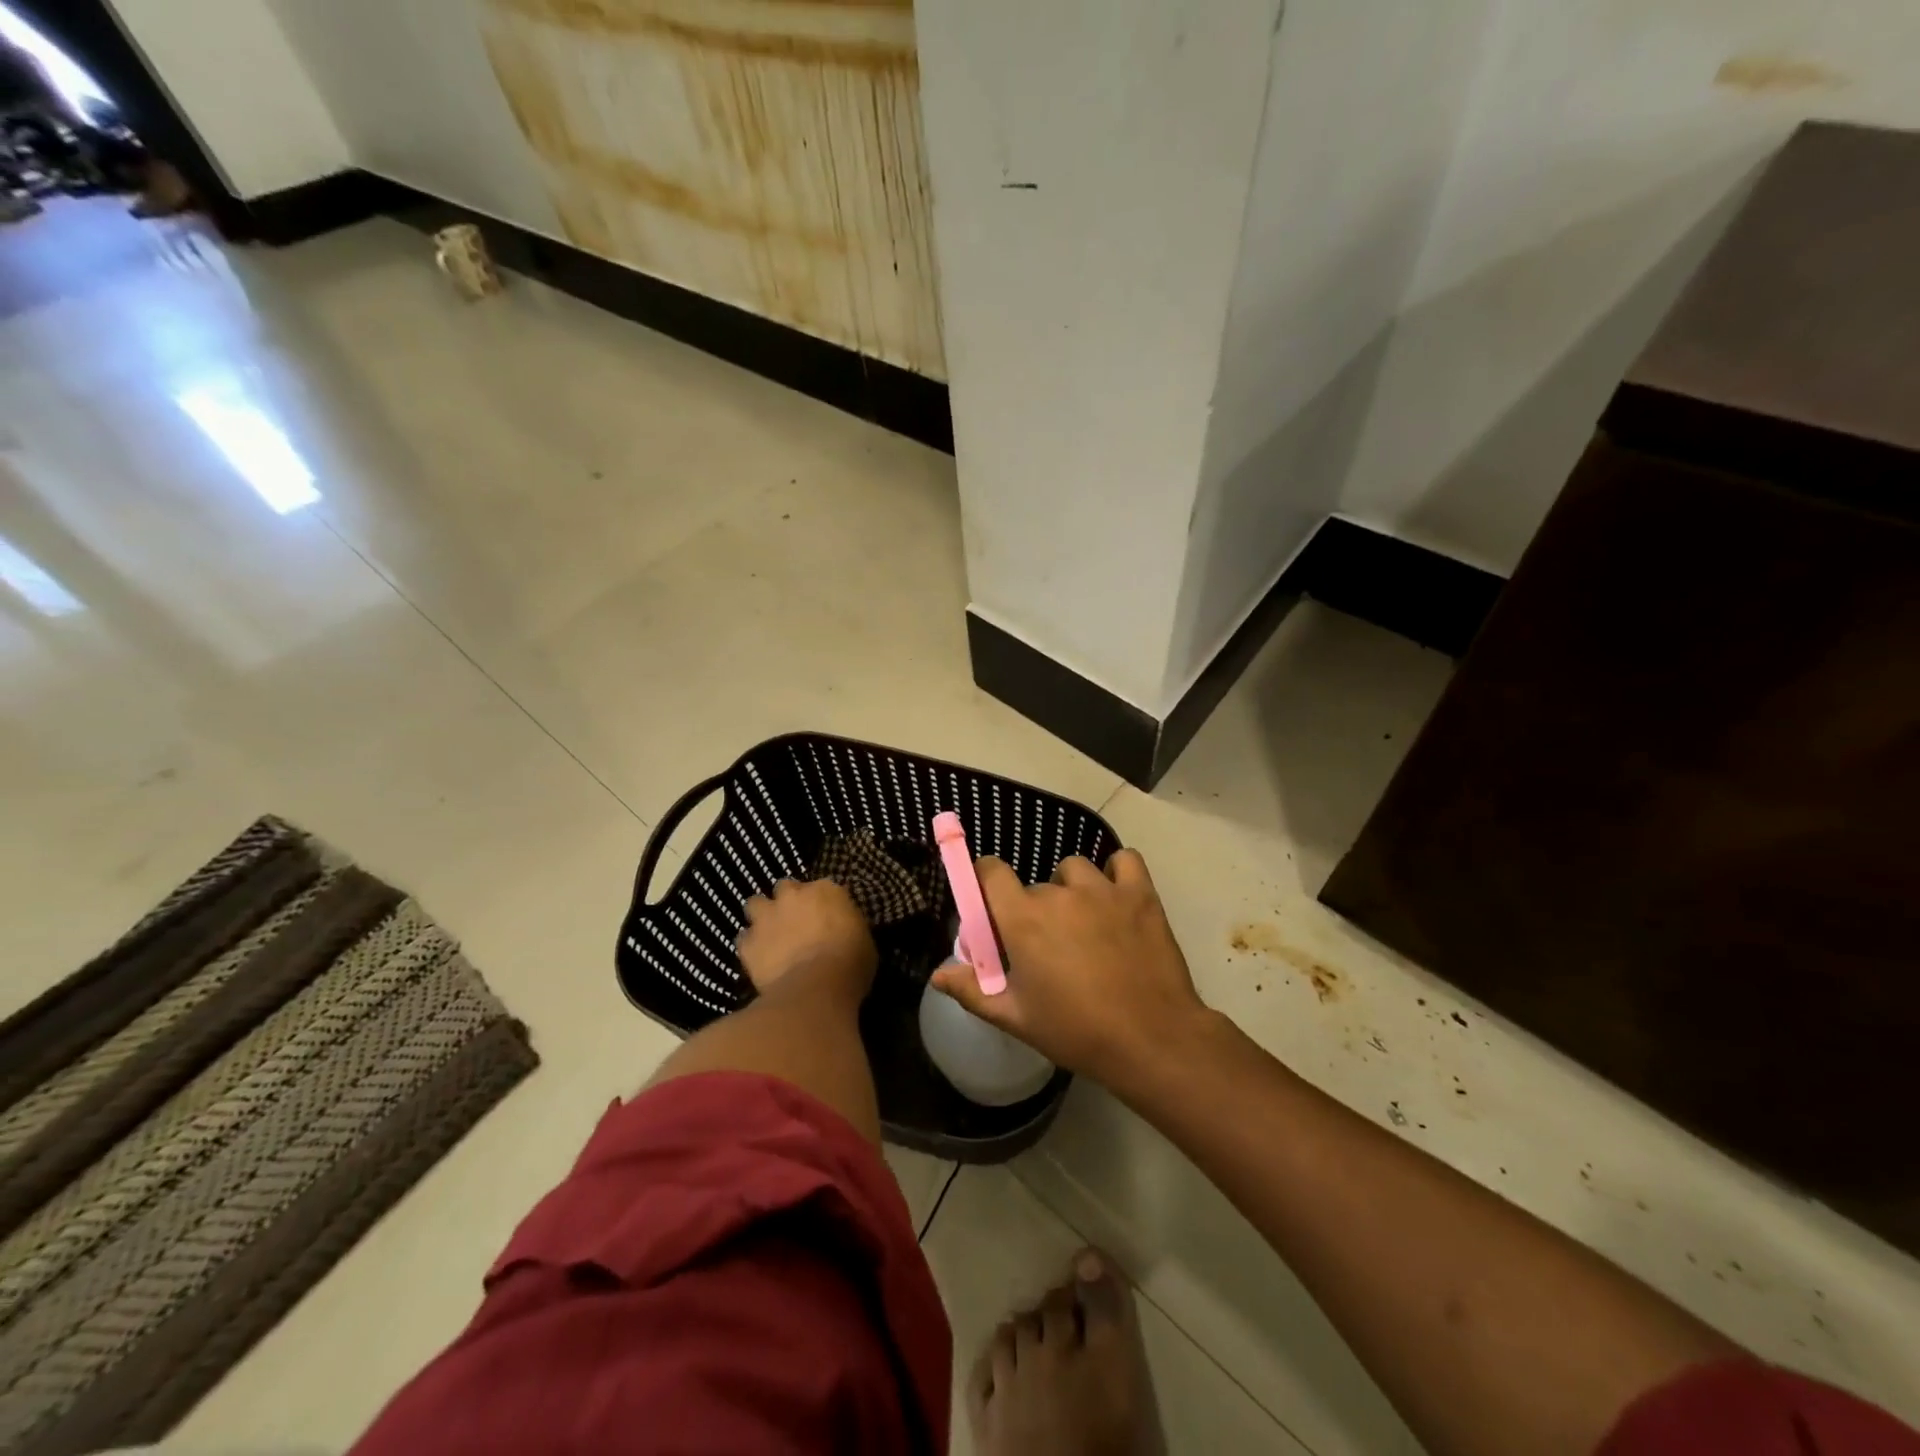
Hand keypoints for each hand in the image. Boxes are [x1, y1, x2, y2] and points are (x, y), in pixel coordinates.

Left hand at [737, 879, 875, 1004]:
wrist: (816, 987)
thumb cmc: (850, 964)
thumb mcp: (863, 940)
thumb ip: (846, 926)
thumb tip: (841, 930)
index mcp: (826, 890)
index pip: (821, 887)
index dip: (820, 902)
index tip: (824, 917)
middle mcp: (793, 895)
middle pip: (785, 888)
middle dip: (788, 902)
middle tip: (795, 922)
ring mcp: (767, 916)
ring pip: (755, 904)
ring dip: (762, 917)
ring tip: (770, 935)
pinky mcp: (748, 942)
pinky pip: (744, 939)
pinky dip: (750, 946)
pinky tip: (759, 959)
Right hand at [932, 851, 1210, 1088]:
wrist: (1152, 1039)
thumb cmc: (1077, 1031)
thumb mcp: (1016, 1018)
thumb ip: (973, 991)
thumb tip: (938, 975)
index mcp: (1023, 919)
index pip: (991, 871)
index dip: (985, 880)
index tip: (991, 903)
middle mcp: (1059, 893)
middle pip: (1035, 886)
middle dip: (1033, 909)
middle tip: (1046, 946)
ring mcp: (1103, 889)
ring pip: (1075, 871)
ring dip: (1072, 890)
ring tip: (1084, 923)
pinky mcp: (1140, 893)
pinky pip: (1124, 861)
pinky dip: (1117, 873)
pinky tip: (1117, 897)